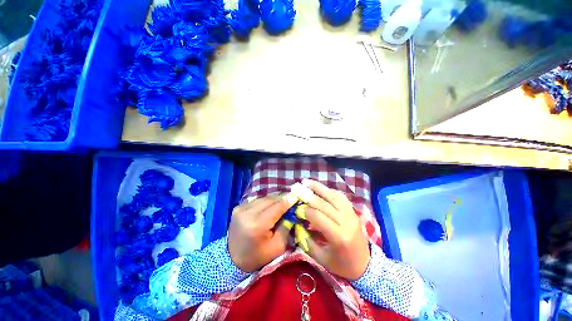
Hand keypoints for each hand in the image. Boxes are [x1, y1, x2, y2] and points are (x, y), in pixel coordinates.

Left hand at [228, 196, 291, 271]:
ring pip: (264, 197)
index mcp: (257, 225)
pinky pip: (257, 200)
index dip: (289, 200)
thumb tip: (293, 210)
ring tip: (284, 200)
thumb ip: (286, 226)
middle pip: (270, 199)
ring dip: (275, 198)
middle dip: (283, 197)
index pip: (277, 206)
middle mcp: (247, 213)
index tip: (297, 195)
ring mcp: (241, 208)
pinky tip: (272, 203)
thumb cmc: (258, 256)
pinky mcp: (238, 207)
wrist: (233, 260)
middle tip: (292, 197)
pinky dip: (266, 200)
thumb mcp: (278, 246)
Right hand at [302, 179, 369, 280]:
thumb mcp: (321, 259)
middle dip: (308, 196)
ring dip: (318, 187)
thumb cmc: (342, 265)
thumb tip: (297, 224)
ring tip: (306, 181)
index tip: (296, 209)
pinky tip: (320, 187)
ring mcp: (351, 214)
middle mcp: (346, 221)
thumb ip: (307, 241)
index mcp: (339, 236)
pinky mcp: (353, 211)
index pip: (318, 217)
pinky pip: (340, 197)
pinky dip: (329, 190)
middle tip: (297, 189)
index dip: (305, 211)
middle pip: (324, 204)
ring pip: (333, 196)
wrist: (366, 265)